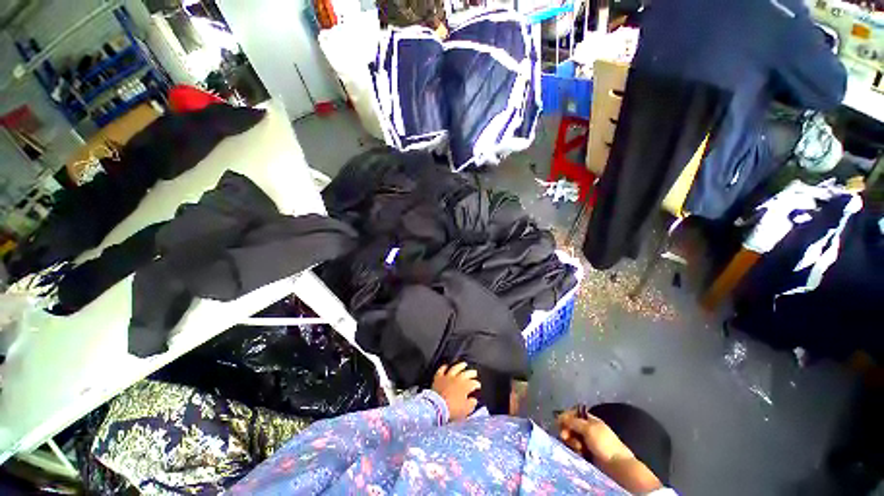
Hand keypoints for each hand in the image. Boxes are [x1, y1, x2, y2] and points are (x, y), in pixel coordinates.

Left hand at [432, 363, 479, 420]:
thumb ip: (471, 404)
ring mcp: (447, 376)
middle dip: (471, 373)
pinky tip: (446, 366)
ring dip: (460, 366)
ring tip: (464, 364)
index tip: (478, 385)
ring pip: (455, 368)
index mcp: (465, 386)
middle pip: (466, 373)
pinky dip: (444, 367)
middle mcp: (457, 379)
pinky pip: (442, 370)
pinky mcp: (438, 377)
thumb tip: (474, 400)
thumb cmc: (452, 410)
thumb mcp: (465, 410)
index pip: (473, 383)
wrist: (437, 407)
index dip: (477, 384)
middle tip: (474, 372)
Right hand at [556, 409, 632, 462]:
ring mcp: (587, 441)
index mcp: (590, 420)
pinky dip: (575, 449)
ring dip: (571, 441)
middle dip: (567, 430)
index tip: (560, 422)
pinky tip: (580, 453)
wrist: (617, 465)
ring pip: (572, 437)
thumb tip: (560, 416)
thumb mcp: (588, 429)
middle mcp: (587, 429)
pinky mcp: (587, 453)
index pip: (573, 413)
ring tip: (578, 448)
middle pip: (571, 425)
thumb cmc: (604, 443)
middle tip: (565, 437)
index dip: (566, 416)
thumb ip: (573, 422)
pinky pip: (576, 448)